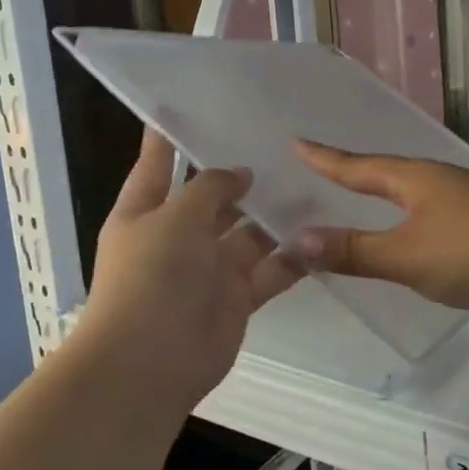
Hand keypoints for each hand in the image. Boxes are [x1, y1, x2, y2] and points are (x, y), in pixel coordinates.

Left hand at [78, 132, 302, 409]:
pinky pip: (271, 270)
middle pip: (211, 198)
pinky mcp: (237, 299)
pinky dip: (293, 256)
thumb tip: (238, 173)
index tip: (194, 103)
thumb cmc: (151, 277)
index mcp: (145, 211)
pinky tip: (323, 233)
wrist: (148, 366)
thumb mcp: (176, 218)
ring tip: (313, 182)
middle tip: (281, 142)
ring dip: (274, 214)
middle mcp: (177, 236)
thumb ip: (209, 188)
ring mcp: (209, 269)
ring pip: (248, 233)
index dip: (170, 134)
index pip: (159, 162)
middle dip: (240, 175)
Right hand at [293, 141, 468, 317]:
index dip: (326, 159)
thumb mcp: (405, 254)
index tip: (297, 142)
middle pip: (388, 173)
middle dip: (357, 172)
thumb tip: (299, 239)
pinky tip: (416, 236)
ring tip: (368, 198)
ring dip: (387, 196)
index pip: (359, 166)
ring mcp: (467, 201)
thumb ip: (355, 250)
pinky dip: (412, 221)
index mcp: (415, 179)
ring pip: (415, 193)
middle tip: (328, 169)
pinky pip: (435, 216)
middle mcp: (439, 181)